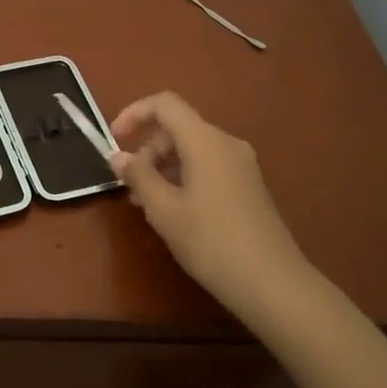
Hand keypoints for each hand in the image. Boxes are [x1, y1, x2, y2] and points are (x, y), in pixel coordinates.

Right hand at [109, 91, 310, 328]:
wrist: (272, 283)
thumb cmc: (211, 241)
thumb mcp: (164, 210)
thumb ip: (138, 176)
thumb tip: (118, 156)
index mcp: (205, 141)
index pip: (165, 104)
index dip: (134, 113)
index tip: (114, 140)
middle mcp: (226, 144)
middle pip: (178, 128)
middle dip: (147, 150)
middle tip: (130, 186)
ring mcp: (241, 165)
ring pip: (192, 150)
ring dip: (163, 168)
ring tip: (146, 204)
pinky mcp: (248, 186)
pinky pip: (208, 167)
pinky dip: (183, 178)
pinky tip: (174, 212)